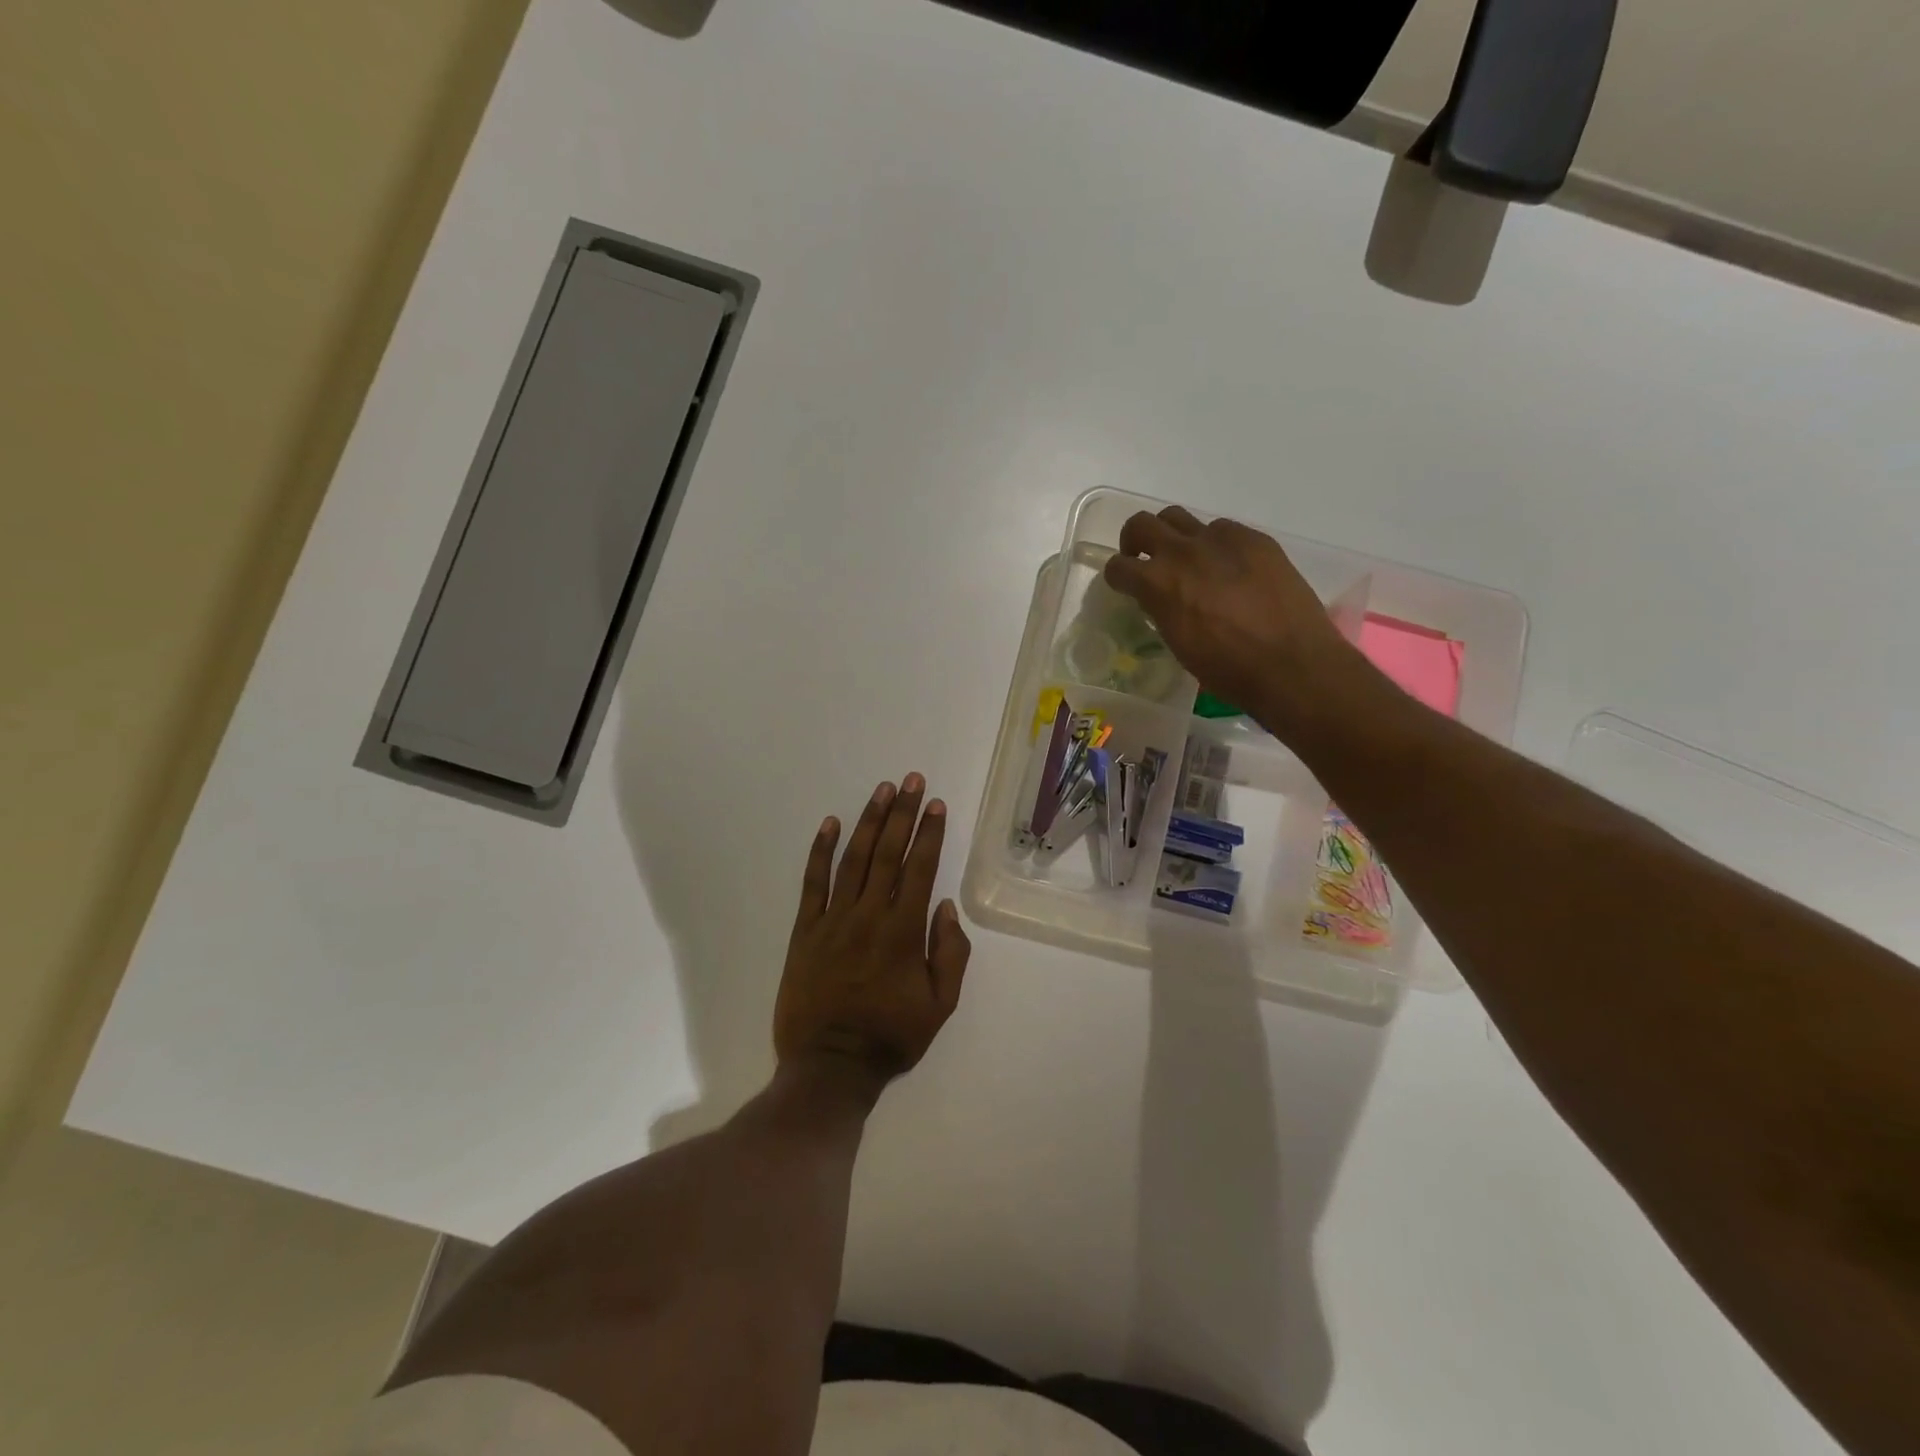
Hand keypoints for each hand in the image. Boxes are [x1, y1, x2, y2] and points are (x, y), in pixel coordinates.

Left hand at [775, 774, 970, 1101]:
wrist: (830, 1066)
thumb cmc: (891, 1036)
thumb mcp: (940, 1005)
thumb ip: (950, 953)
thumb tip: (945, 906)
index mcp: (904, 932)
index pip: (919, 869)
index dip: (929, 833)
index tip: (935, 804)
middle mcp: (869, 915)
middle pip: (888, 853)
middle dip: (903, 813)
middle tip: (912, 780)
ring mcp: (833, 920)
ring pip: (853, 859)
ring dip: (869, 821)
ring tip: (882, 790)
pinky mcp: (804, 931)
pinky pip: (812, 883)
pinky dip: (821, 851)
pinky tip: (831, 823)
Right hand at [1102, 506, 1362, 735]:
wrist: (1292, 665)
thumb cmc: (1228, 670)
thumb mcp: (1178, 643)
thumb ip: (1162, 610)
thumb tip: (1160, 599)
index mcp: (1158, 584)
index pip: (1118, 566)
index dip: (1118, 577)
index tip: (1125, 585)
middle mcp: (1183, 552)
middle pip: (1142, 524)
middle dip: (1135, 541)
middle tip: (1145, 559)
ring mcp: (1221, 540)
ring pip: (1180, 518)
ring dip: (1174, 536)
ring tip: (1188, 560)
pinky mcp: (1255, 539)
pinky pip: (1223, 529)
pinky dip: (1216, 545)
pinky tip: (1231, 569)